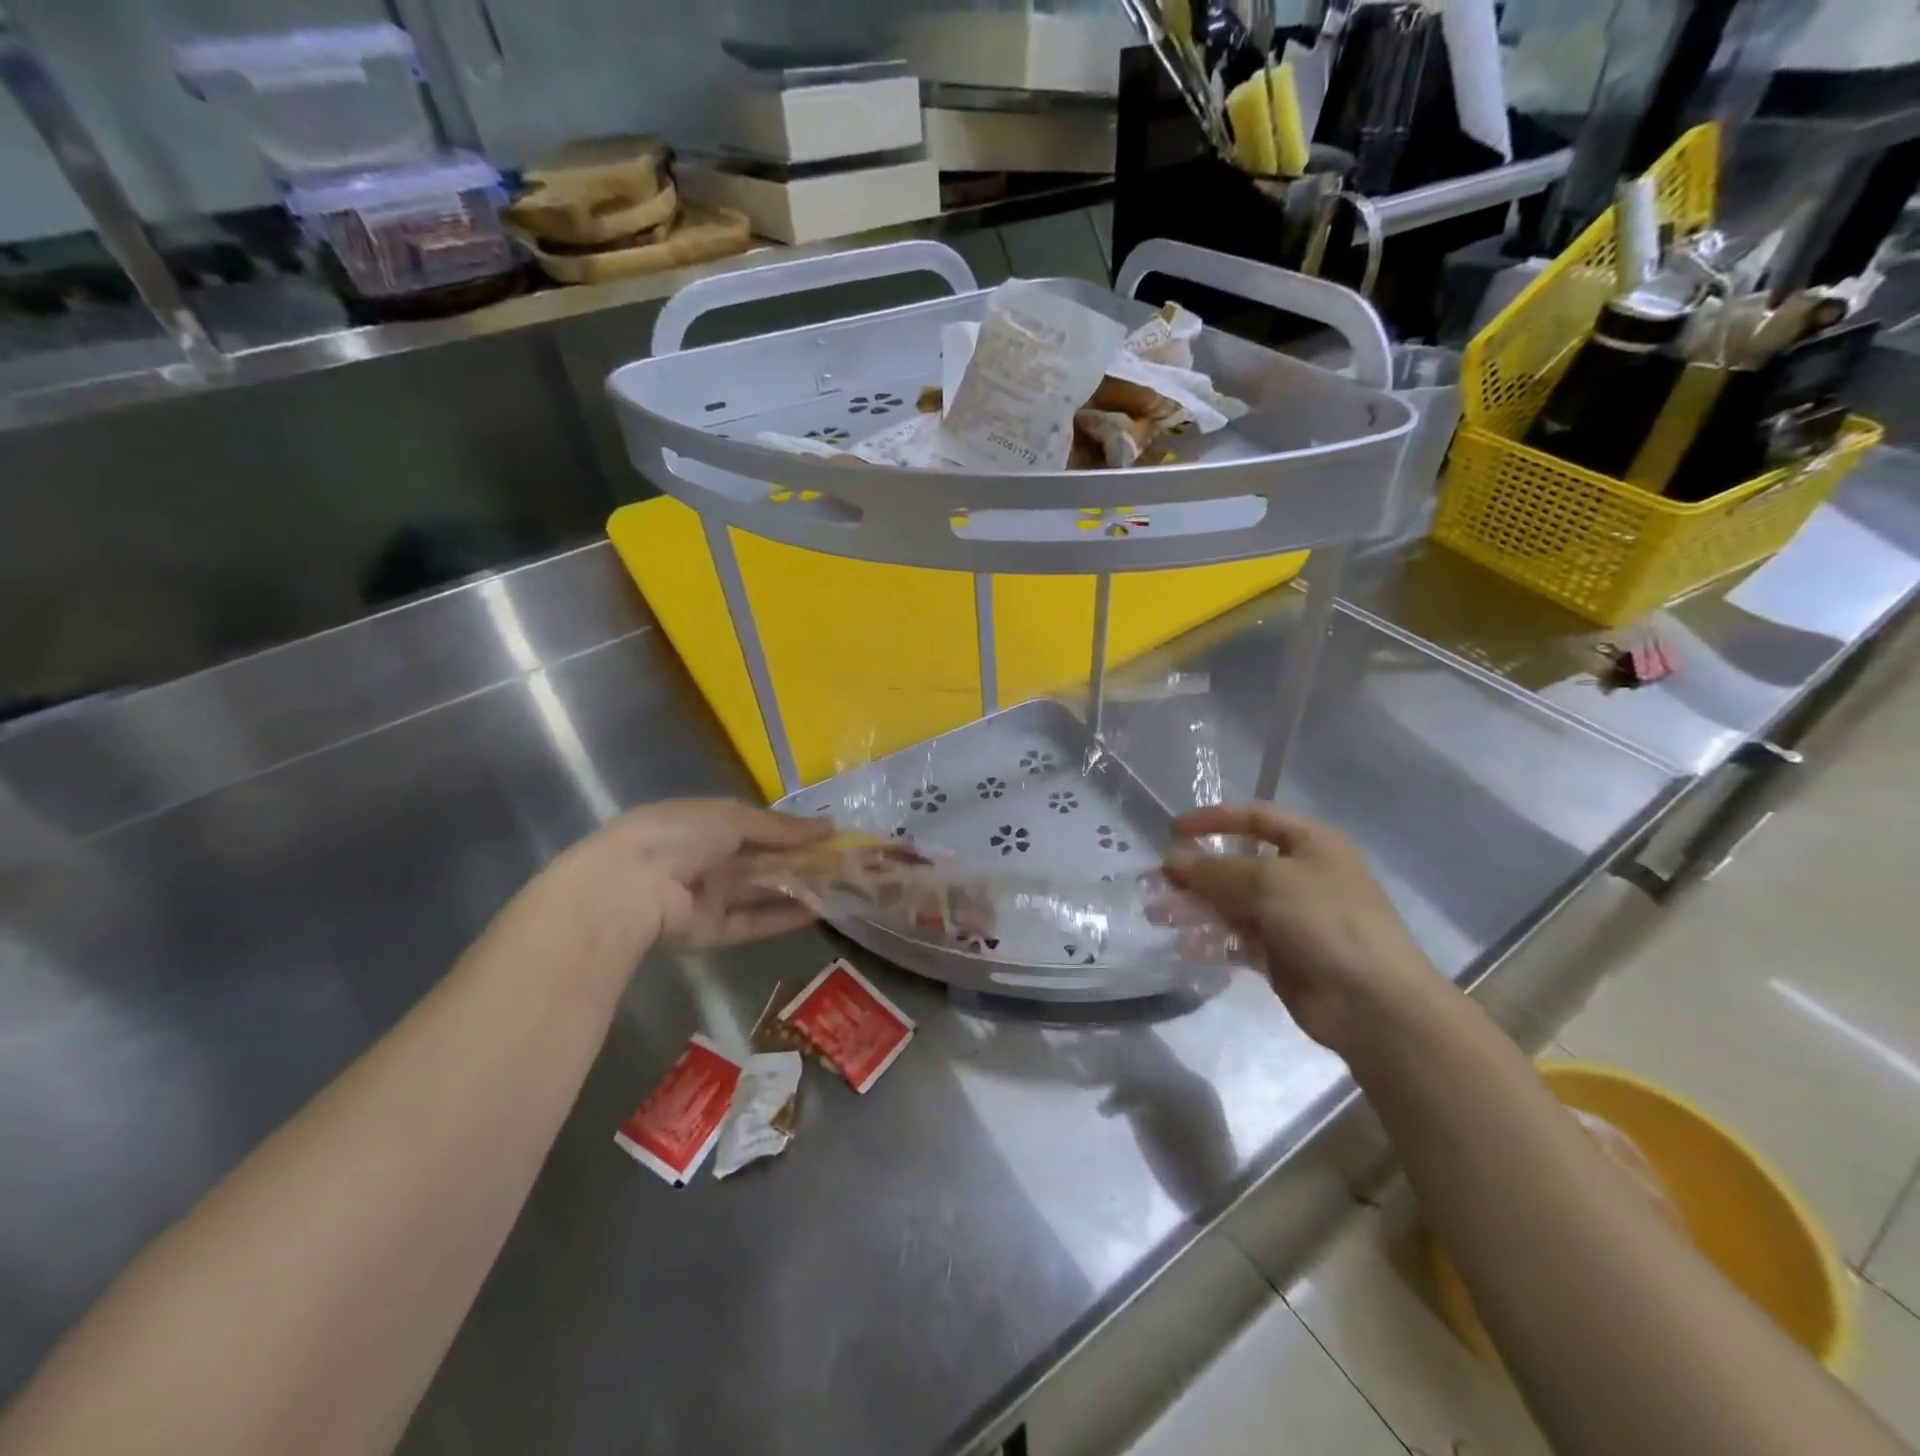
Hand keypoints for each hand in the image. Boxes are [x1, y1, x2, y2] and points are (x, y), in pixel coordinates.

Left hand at [561, 799, 832, 949]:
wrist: (629, 888)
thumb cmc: (680, 835)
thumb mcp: (734, 818)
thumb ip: (781, 827)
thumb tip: (830, 826)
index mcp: (705, 824)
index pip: (757, 826)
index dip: (793, 830)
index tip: (831, 834)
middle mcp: (707, 859)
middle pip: (763, 861)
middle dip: (801, 860)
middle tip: (844, 864)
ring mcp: (708, 897)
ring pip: (761, 892)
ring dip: (798, 889)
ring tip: (840, 888)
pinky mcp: (710, 931)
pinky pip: (752, 922)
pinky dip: (782, 917)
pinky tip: (818, 912)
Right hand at [1162, 803, 1440, 1056]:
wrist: (1373, 1003)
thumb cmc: (1326, 921)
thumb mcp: (1268, 882)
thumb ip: (1215, 870)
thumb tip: (1172, 861)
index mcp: (1310, 843)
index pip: (1255, 817)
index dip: (1213, 819)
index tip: (1172, 831)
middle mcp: (1300, 875)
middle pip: (1237, 864)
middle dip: (1195, 873)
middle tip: (1155, 882)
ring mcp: (1291, 917)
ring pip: (1231, 904)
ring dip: (1194, 907)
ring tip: (1158, 915)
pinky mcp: (1281, 955)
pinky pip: (1237, 940)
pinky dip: (1211, 941)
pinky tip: (1186, 947)